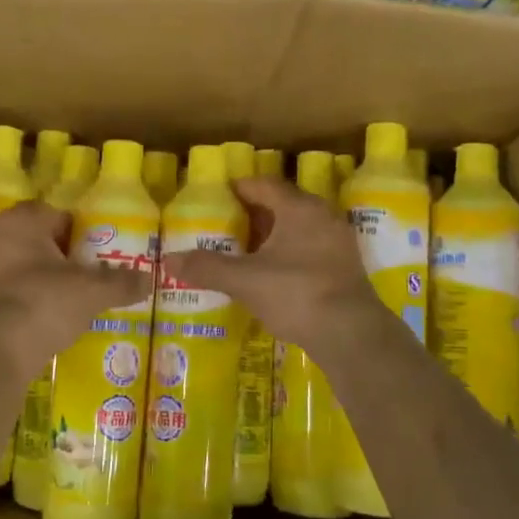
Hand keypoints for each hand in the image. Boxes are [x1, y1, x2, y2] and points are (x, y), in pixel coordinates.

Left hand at [0, 201, 150, 374]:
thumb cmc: (44, 301)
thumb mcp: (93, 291)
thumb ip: (121, 282)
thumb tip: (149, 279)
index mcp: (22, 220)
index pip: (57, 214)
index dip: (80, 231)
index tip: (97, 252)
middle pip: (39, 240)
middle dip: (62, 256)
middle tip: (88, 275)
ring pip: (23, 265)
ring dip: (44, 278)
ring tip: (71, 299)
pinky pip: (10, 290)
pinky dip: (28, 299)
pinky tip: (47, 318)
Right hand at [160, 176, 386, 354]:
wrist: (350, 333)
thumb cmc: (295, 293)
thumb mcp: (244, 280)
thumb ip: (207, 267)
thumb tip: (168, 259)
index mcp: (299, 208)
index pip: (265, 185)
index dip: (240, 187)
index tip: (219, 195)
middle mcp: (323, 217)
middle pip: (284, 205)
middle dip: (256, 213)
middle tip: (228, 223)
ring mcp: (338, 242)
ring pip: (299, 228)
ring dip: (274, 235)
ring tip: (246, 249)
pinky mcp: (346, 267)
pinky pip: (311, 248)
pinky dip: (290, 253)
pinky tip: (273, 273)